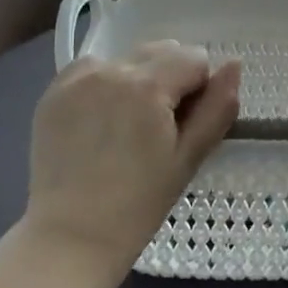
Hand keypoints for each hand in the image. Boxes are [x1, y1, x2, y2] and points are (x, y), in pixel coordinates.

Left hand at [26, 42, 240, 280]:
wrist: (71, 237)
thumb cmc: (138, 204)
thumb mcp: (188, 158)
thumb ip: (217, 107)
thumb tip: (234, 65)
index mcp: (148, 85)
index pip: (194, 58)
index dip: (199, 90)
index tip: (184, 126)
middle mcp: (111, 70)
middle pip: (161, 51)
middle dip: (170, 79)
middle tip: (158, 128)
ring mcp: (77, 79)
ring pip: (128, 58)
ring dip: (138, 79)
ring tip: (126, 126)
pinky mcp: (54, 92)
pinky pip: (92, 69)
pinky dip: (104, 84)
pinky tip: (99, 121)